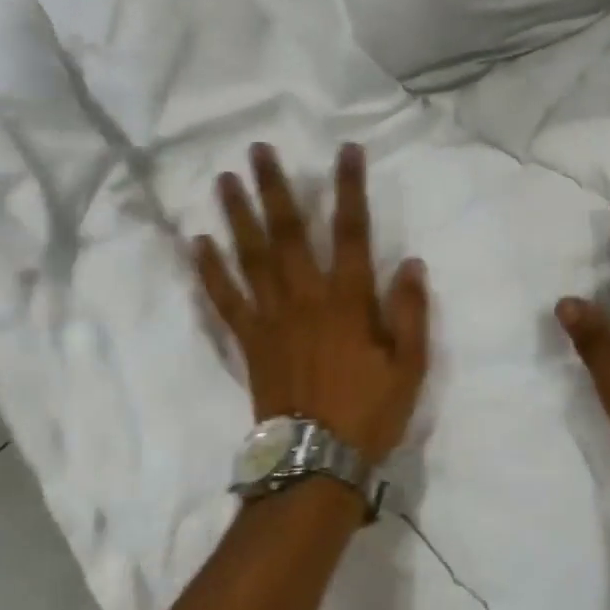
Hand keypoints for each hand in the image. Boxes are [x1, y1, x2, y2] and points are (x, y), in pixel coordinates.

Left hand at [194, 143, 429, 464]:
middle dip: (275, 188)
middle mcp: (305, 298)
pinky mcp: (249, 340)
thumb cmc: (369, 411)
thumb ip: (410, 312)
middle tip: (259, 150)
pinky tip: (198, 243)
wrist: (316, 460)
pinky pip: (225, 299)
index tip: (345, 151)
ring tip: (224, 180)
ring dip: (238, 215)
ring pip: (251, 256)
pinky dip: (210, 270)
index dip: (350, 189)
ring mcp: (271, 318)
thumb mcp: (409, 366)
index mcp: (348, 302)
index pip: (352, 232)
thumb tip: (411, 262)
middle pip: (288, 233)